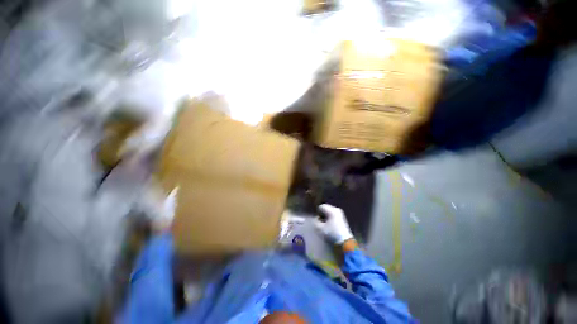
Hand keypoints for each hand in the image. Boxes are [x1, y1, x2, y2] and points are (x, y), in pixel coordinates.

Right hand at [314, 204, 353, 243]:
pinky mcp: (343, 218)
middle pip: (326, 208)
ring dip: (326, 216)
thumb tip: (316, 218)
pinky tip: (330, 225)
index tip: (317, 220)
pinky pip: (334, 214)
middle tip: (321, 222)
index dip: (317, 212)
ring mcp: (340, 213)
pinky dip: (331, 218)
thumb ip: (316, 221)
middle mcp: (336, 209)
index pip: (321, 206)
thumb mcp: (320, 228)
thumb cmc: (332, 234)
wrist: (345, 242)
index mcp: (331, 210)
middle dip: (322, 214)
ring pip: (330, 211)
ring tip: (325, 224)